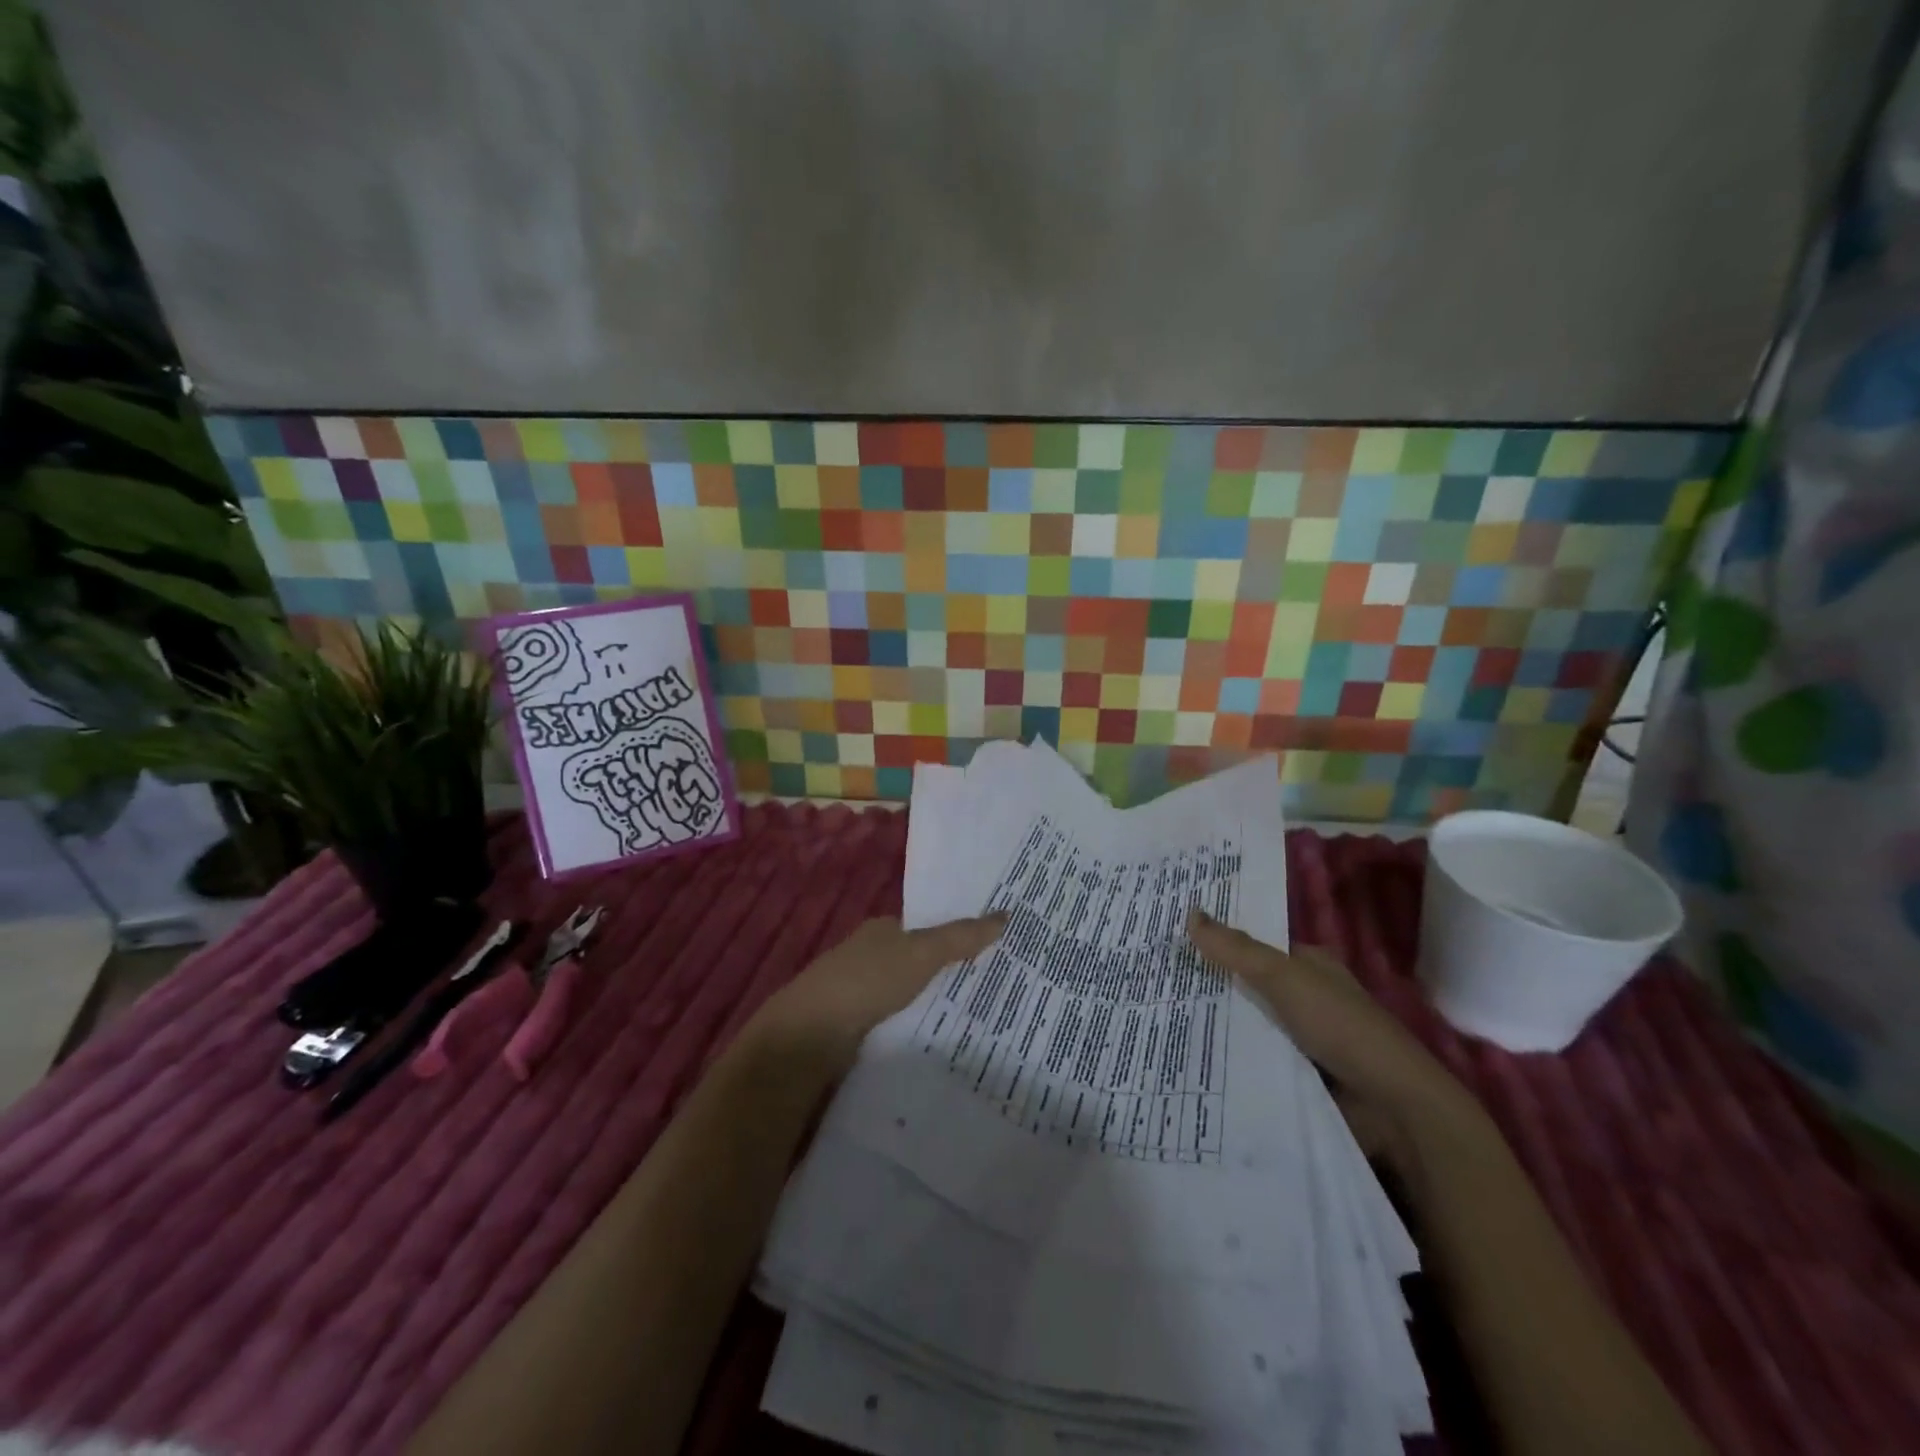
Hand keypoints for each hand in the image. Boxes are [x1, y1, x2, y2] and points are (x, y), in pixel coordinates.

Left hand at [749, 913, 1006, 1075]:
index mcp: (882, 930)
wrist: (811, 1036)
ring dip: (932, 1004)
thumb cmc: (867, 981)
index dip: (957, 935)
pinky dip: (915, 1028)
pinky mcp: (855, 1028)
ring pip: (907, 995)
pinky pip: (896, 1023)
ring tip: (979, 1019)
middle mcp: (869, 956)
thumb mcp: (921, 953)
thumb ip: (961, 938)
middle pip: (918, 961)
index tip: (993, 950)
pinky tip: (939, 1041)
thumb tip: (1005, 915)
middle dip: (948, 972)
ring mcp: (859, 993)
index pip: (926, 928)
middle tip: (995, 987)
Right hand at [1187, 909, 1474, 1170]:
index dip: (1217, 943)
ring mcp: (1304, 1040)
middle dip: (1210, 987)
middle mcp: (1307, 998)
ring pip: (1249, 1026)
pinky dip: (1233, 1061)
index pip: (1254, 948)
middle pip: (1248, 988)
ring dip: (1217, 1027)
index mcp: (1310, 965)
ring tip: (1161, 1020)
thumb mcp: (1283, 977)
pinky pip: (1257, 1062)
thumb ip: (1236, 949)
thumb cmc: (1340, 1026)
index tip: (1172, 943)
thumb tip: (1189, 911)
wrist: (1393, 1107)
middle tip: (1155, 982)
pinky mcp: (1300, 1078)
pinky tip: (1192, 1059)